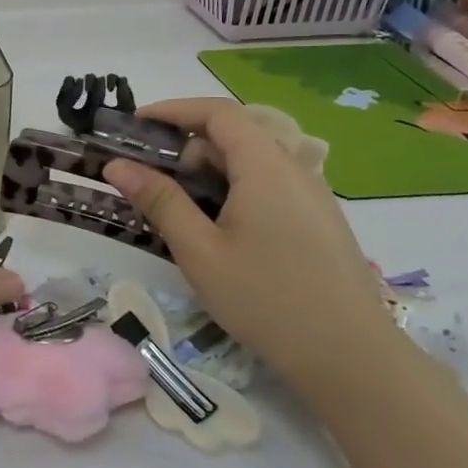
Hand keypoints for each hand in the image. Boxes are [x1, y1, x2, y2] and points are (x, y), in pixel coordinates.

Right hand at [102, 99, 396, 386]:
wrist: (350, 357)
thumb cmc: (266, 299)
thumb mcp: (199, 251)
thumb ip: (159, 200)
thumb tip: (117, 165)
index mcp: (266, 167)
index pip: (217, 113)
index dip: (173, 110)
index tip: (134, 125)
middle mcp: (294, 169)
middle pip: (234, 135)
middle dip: (185, 147)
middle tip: (147, 177)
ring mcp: (311, 195)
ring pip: (251, 162)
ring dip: (207, 171)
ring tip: (176, 207)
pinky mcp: (318, 220)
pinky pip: (268, 185)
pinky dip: (233, 189)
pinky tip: (217, 228)